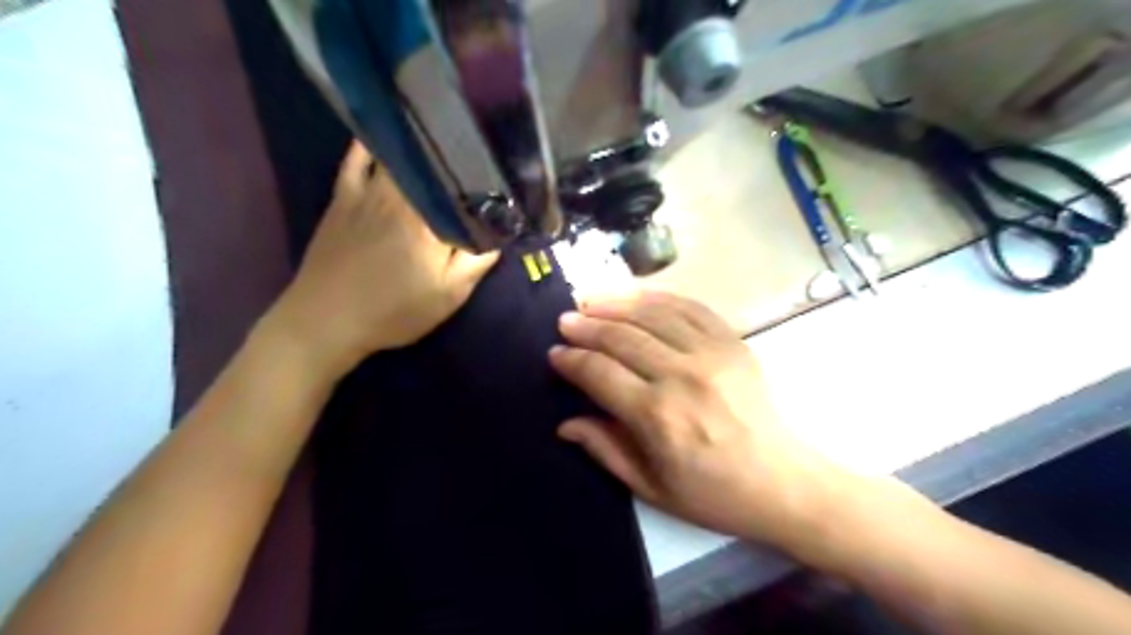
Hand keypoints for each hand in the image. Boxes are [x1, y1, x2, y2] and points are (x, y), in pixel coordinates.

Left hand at [269, 143, 494, 373]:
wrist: (326, 319)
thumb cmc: (393, 310)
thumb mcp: (448, 294)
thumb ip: (477, 260)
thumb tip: (499, 231)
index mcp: (427, 216)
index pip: (462, 185)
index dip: (483, 176)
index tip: (499, 175)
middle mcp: (398, 193)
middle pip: (431, 163)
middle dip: (454, 156)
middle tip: (475, 155)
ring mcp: (366, 190)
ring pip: (398, 155)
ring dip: (419, 145)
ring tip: (441, 137)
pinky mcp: (343, 196)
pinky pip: (355, 158)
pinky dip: (371, 144)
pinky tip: (386, 134)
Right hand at [548, 292, 848, 544]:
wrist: (783, 482)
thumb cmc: (713, 493)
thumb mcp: (651, 487)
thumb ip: (604, 449)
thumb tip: (565, 423)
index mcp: (657, 416)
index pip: (599, 373)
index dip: (572, 361)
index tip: (555, 354)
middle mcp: (681, 376)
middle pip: (621, 337)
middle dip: (587, 326)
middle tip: (565, 321)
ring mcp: (711, 353)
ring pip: (652, 314)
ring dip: (616, 303)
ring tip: (591, 300)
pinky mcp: (733, 342)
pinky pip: (689, 307)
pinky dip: (658, 298)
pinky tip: (637, 297)